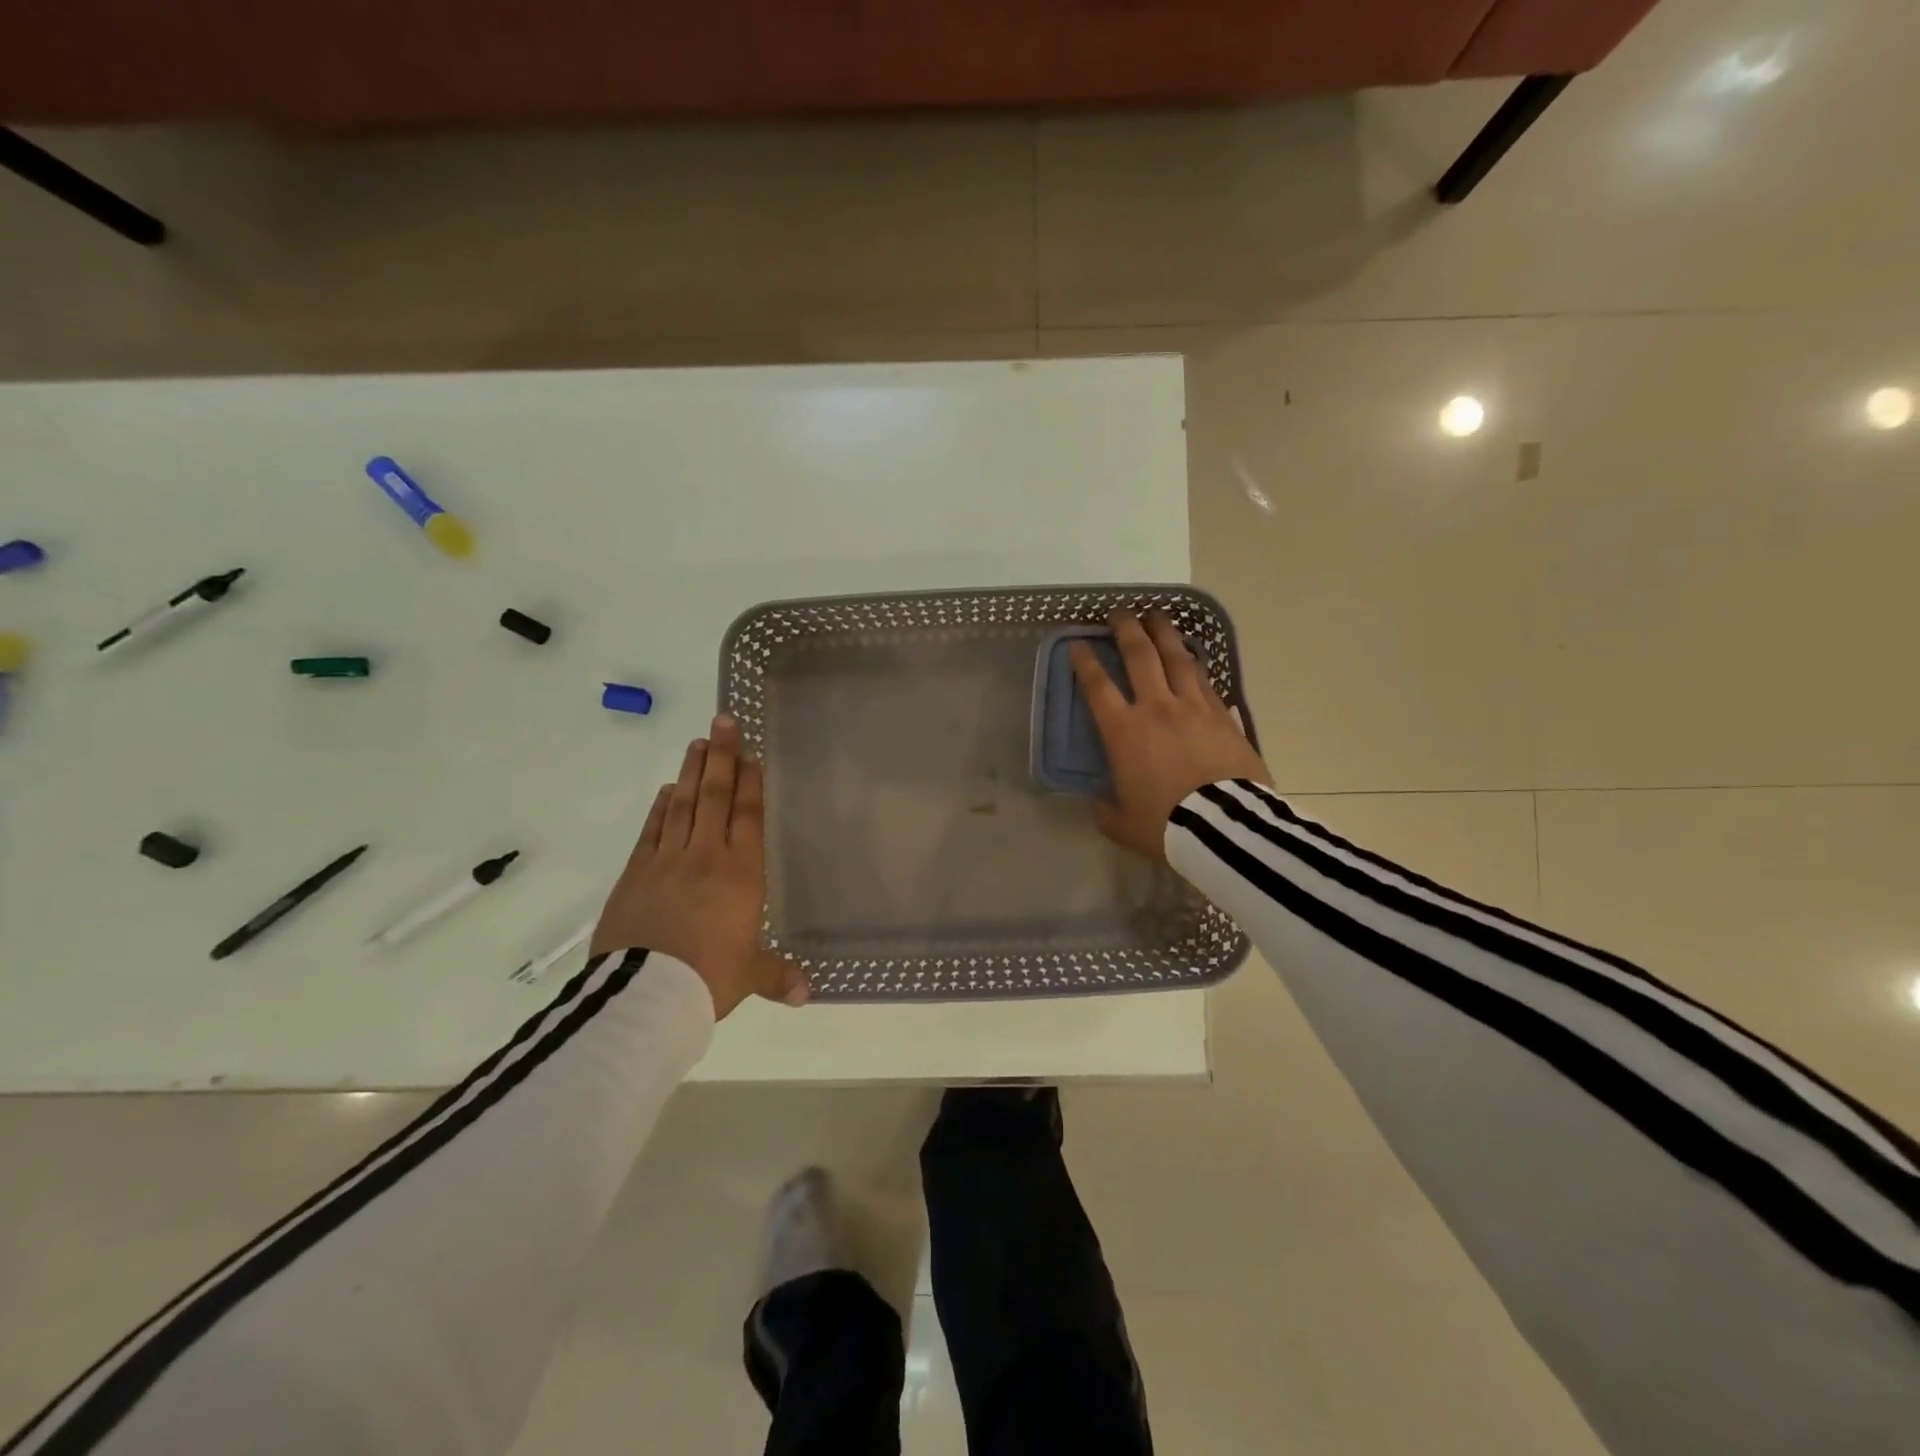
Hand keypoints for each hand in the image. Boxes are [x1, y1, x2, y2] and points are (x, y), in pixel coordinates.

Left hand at [590, 714, 809, 1019]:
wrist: (646, 993)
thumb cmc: (709, 978)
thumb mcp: (748, 976)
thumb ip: (776, 976)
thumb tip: (806, 995)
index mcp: (741, 874)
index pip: (747, 817)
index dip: (750, 783)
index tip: (750, 754)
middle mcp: (706, 857)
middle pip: (714, 797)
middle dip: (722, 758)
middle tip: (723, 721)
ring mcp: (667, 861)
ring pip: (682, 806)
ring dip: (691, 772)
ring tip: (697, 743)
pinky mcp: (636, 874)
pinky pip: (652, 831)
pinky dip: (660, 808)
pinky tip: (666, 791)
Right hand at [1070, 610, 1271, 860]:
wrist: (1224, 828)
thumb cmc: (1166, 826)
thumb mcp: (1124, 825)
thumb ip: (1107, 811)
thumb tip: (1100, 805)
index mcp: (1124, 732)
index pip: (1098, 686)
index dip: (1085, 661)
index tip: (1078, 644)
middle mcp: (1156, 708)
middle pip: (1140, 656)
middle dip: (1126, 629)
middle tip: (1119, 613)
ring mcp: (1193, 708)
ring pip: (1177, 658)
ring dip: (1164, 633)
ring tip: (1157, 615)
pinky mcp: (1223, 716)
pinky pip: (1206, 680)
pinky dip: (1196, 663)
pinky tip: (1193, 655)